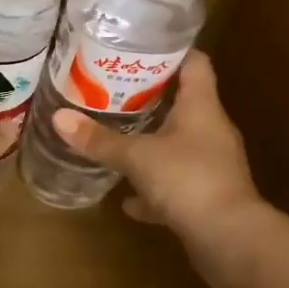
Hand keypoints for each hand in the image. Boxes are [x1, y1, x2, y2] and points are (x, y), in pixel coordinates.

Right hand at [50, 52, 260, 241]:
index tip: (140, 47)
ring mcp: (212, 165)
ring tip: (117, 138)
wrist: (230, 240)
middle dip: (149, 98)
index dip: (171, 51)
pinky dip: (154, 190)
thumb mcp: (136, 156)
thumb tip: (58, 118)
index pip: (195, 63)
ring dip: (152, 144)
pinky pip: (176, 185)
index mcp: (201, 107)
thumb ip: (99, 139)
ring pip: (178, 145)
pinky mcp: (208, 197)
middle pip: (183, 102)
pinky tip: (130, 201)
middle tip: (113, 90)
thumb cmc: (187, 180)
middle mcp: (211, 130)